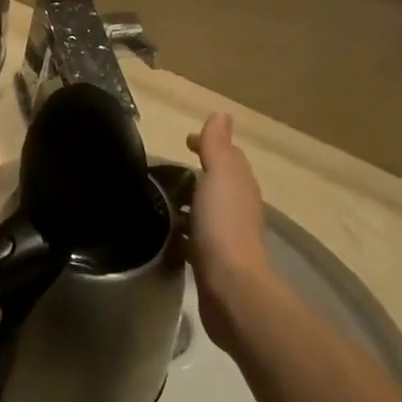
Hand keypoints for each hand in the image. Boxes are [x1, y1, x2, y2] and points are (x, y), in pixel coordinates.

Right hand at [184, 113, 271, 353]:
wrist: (230, 287)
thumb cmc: (223, 224)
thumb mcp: (219, 175)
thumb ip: (217, 146)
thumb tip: (221, 114)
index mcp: (240, 184)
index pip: (227, 155)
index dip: (207, 145)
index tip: (184, 142)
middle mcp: (238, 207)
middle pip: (219, 182)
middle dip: (199, 171)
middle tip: (167, 169)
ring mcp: (227, 236)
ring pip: (207, 210)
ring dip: (191, 202)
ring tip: (161, 199)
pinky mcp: (213, 262)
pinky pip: (197, 237)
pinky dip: (186, 230)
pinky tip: (168, 233)